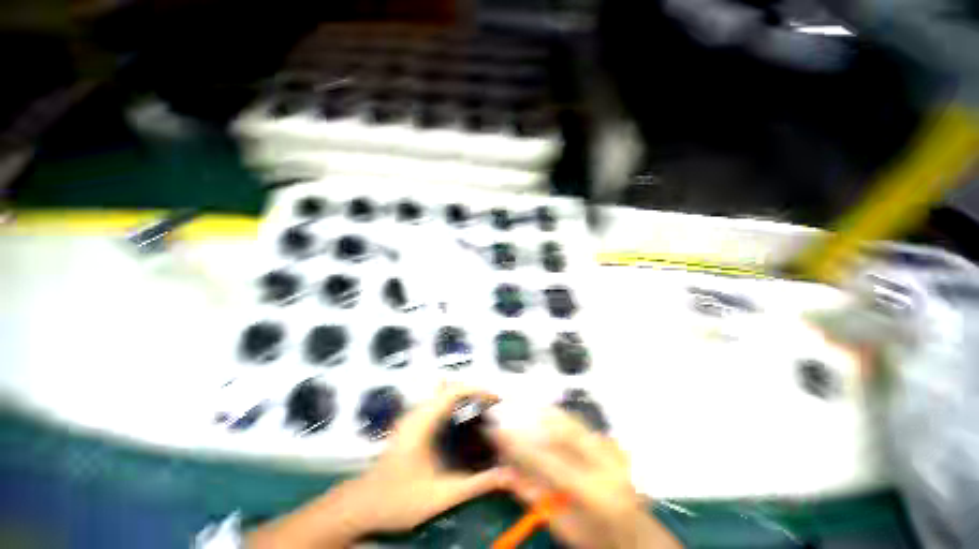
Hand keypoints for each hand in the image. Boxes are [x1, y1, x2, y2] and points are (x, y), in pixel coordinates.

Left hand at [249, 384, 512, 548]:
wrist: (360, 506)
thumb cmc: (397, 500)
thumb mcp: (440, 496)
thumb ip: (475, 485)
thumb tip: (507, 477)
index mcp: (423, 420)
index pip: (455, 390)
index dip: (478, 390)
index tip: (497, 399)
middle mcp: (418, 411)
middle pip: (450, 386)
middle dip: (473, 391)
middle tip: (492, 406)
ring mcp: (412, 415)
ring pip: (442, 393)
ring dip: (463, 396)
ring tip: (482, 411)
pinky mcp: (410, 423)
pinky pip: (436, 402)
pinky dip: (453, 404)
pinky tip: (460, 421)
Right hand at [491, 409, 681, 548]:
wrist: (639, 538)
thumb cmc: (599, 540)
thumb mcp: (564, 528)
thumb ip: (535, 498)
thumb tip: (506, 472)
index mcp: (592, 492)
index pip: (546, 461)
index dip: (517, 444)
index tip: (495, 430)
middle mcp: (604, 464)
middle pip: (561, 429)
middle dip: (530, 418)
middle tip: (507, 413)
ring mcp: (611, 451)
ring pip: (571, 421)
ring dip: (543, 414)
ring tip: (522, 409)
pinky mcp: (612, 445)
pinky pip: (580, 423)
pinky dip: (559, 417)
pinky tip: (546, 416)